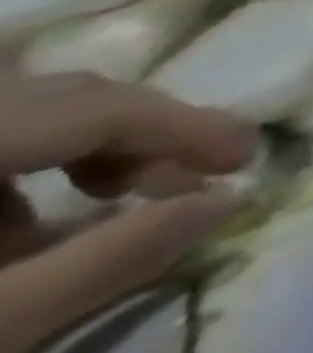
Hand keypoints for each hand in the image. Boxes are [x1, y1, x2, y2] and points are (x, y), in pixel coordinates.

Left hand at [0, 73, 255, 352]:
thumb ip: (116, 256)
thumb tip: (227, 200)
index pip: (97, 106)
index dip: (185, 125)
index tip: (247, 156)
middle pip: (54, 96)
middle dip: (134, 135)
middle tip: (186, 181)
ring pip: (9, 111)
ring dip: (72, 151)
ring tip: (96, 209)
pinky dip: (2, 174)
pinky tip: (4, 233)